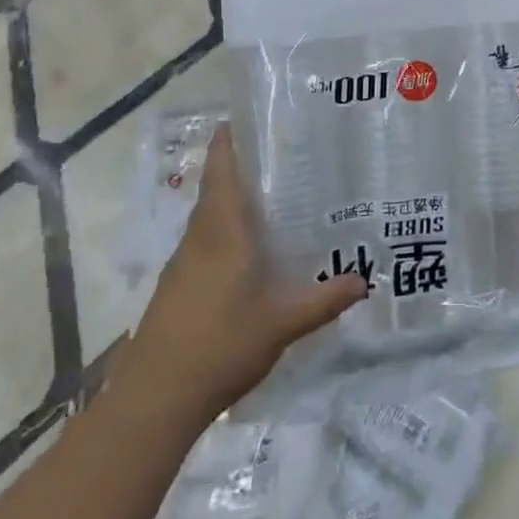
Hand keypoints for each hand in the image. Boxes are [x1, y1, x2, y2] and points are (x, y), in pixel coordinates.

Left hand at [123, 123, 366, 419]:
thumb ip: (323, 300)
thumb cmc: (220, 345)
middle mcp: (198, 239)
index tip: (244, 118)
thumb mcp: (281, 323)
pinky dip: (221, 234)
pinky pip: (201, 246)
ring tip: (269, 200)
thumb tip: (365, 280)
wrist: (153, 400)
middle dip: (238, 168)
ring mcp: (181, 266)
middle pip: (214, 190)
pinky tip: (245, 254)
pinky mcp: (174, 290)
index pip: (221, 171)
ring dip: (229, 203)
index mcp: (221, 232)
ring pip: (206, 219)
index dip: (227, 141)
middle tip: (278, 157)